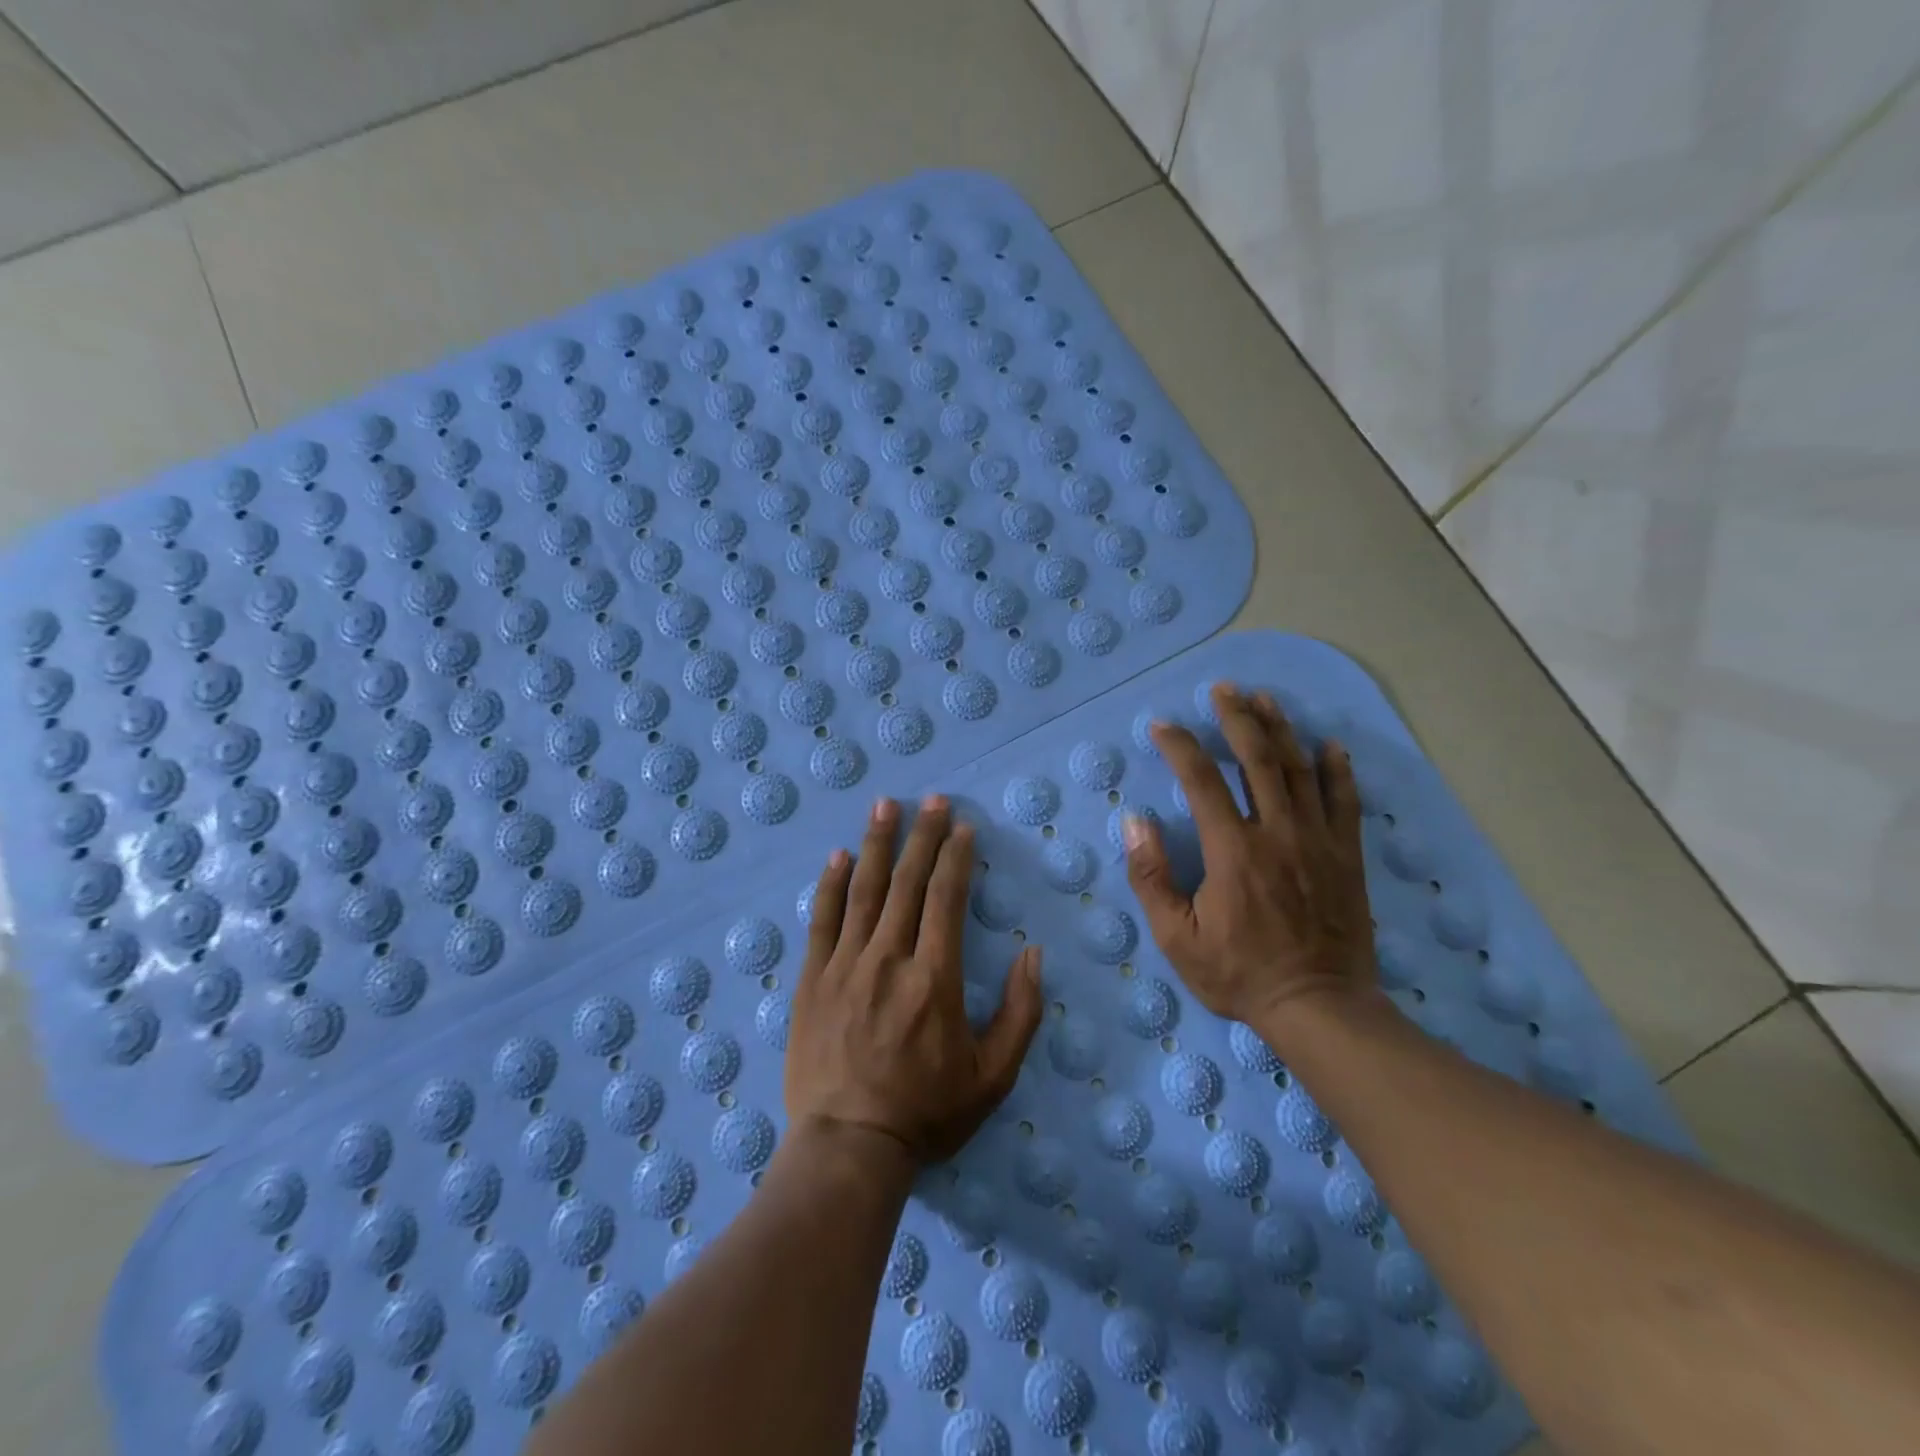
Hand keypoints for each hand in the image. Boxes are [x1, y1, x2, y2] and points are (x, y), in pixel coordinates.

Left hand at [786, 795, 1043, 1165]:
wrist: (848, 1148)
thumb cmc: (926, 1113)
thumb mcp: (993, 1076)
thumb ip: (1020, 1013)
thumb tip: (1034, 954)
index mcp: (935, 978)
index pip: (946, 899)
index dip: (955, 857)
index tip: (962, 827)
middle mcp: (889, 959)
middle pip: (907, 883)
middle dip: (922, 836)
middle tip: (931, 799)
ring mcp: (845, 966)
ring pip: (864, 891)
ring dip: (877, 844)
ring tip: (885, 806)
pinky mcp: (812, 981)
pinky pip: (822, 921)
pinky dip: (831, 885)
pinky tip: (838, 856)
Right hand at [1123, 683, 1374, 1027]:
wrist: (1319, 1006)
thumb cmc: (1239, 974)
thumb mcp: (1176, 937)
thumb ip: (1151, 877)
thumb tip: (1135, 823)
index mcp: (1231, 849)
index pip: (1200, 779)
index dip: (1179, 746)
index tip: (1162, 726)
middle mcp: (1276, 831)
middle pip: (1256, 758)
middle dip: (1237, 718)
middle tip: (1224, 689)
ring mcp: (1317, 840)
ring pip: (1299, 769)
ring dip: (1280, 729)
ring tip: (1265, 699)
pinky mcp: (1346, 855)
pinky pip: (1344, 800)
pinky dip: (1337, 769)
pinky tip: (1329, 744)